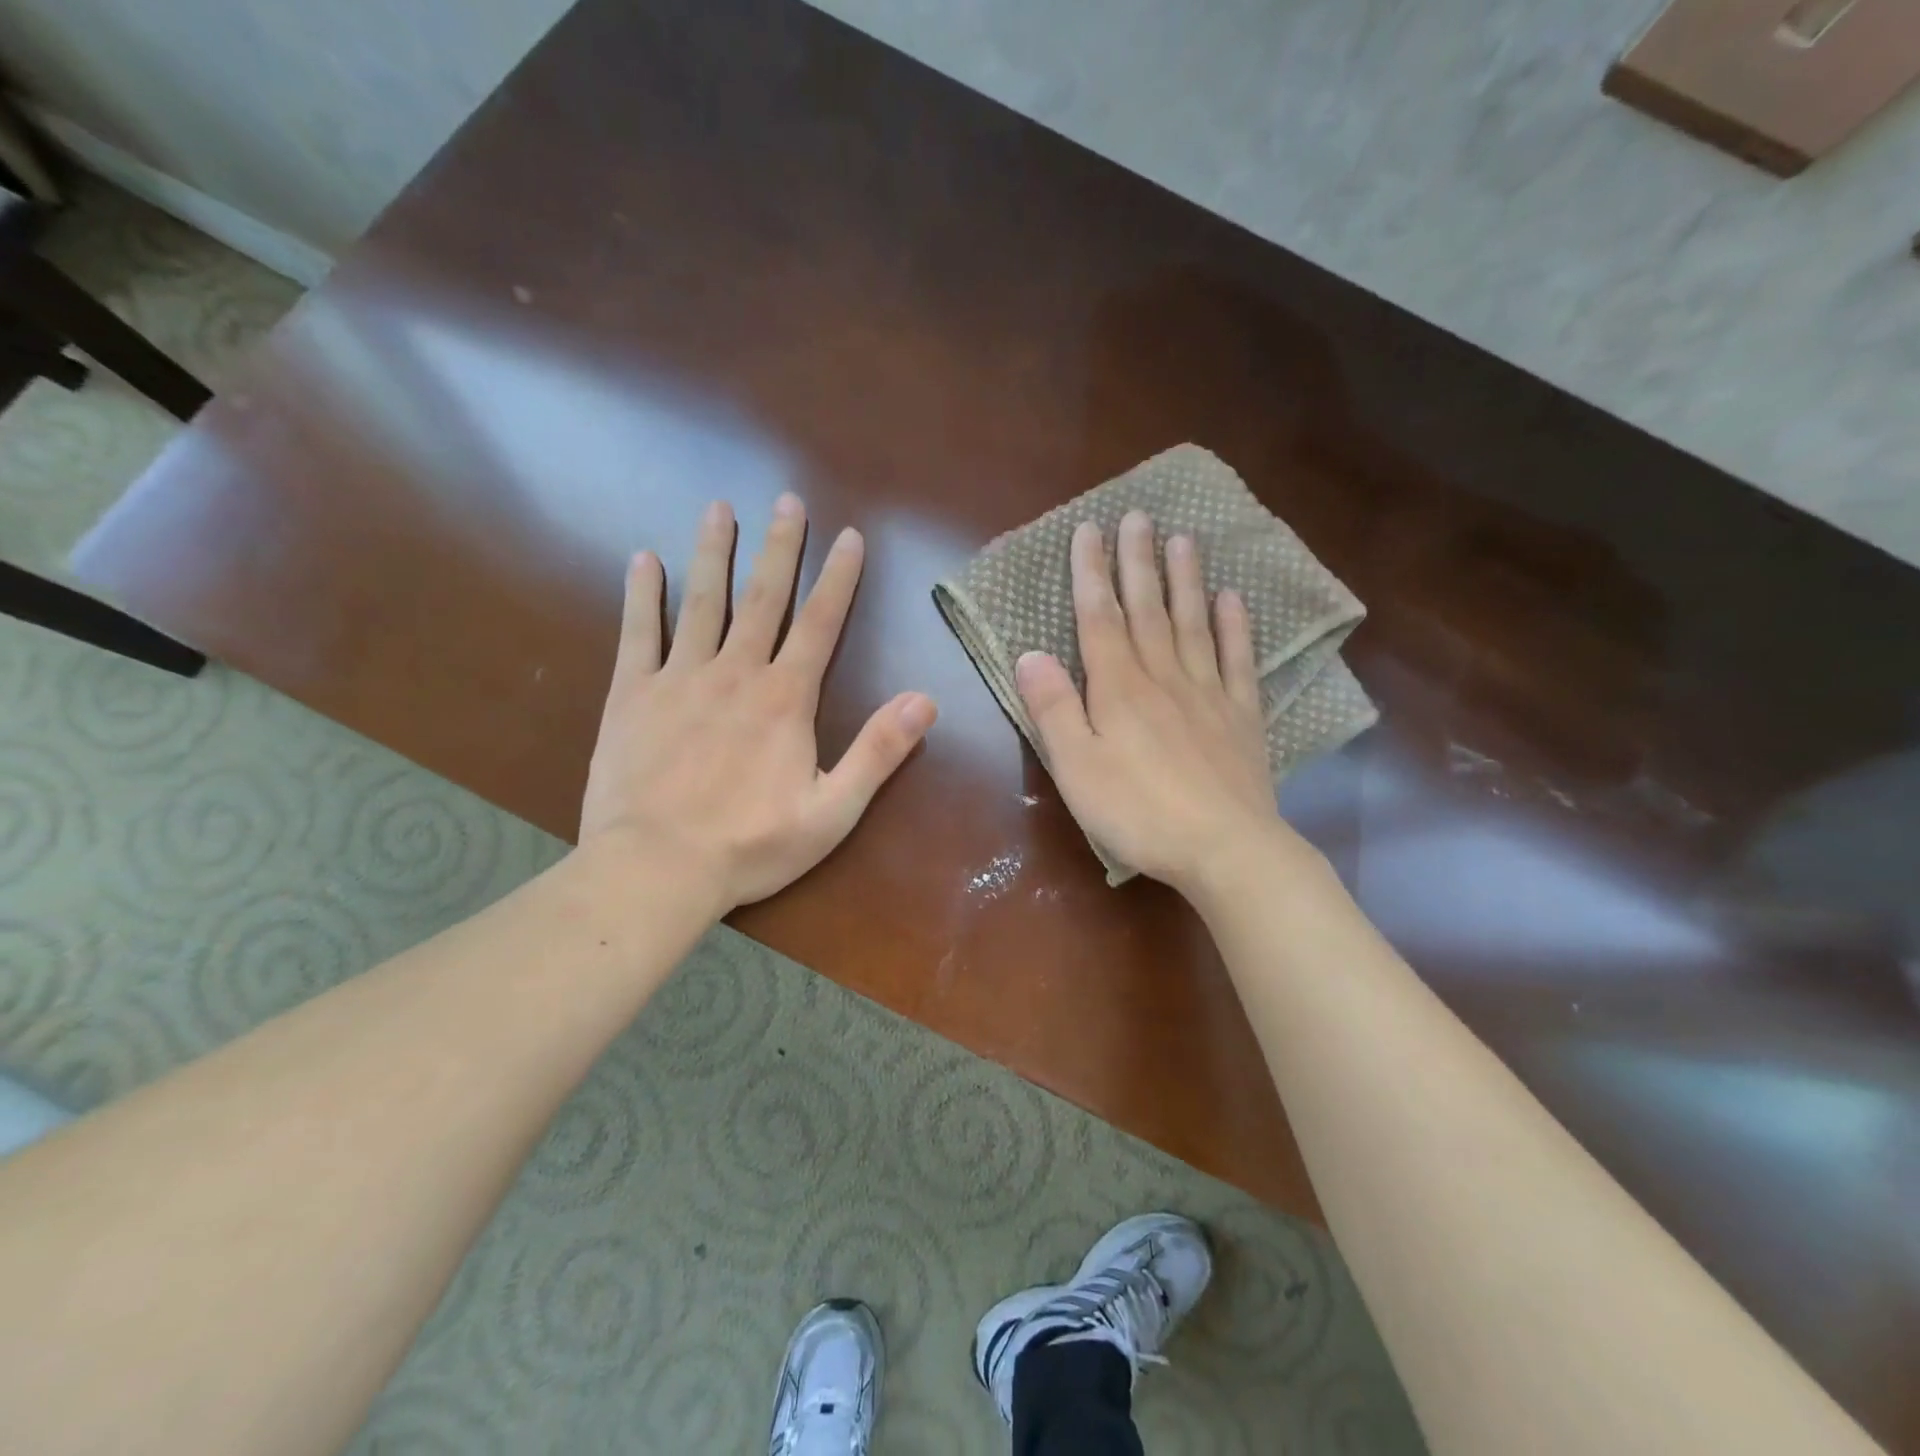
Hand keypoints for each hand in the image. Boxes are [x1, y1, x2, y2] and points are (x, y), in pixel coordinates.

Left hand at [579, 495, 936, 911]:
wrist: (655, 870)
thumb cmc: (751, 846)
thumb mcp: (832, 811)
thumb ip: (878, 752)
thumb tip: (925, 700)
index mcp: (785, 699)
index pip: (820, 624)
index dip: (838, 578)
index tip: (849, 535)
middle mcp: (735, 673)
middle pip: (762, 598)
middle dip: (779, 548)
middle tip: (787, 500)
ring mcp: (679, 679)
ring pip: (701, 602)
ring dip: (713, 553)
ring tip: (719, 508)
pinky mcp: (632, 696)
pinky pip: (638, 634)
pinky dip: (642, 595)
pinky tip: (643, 560)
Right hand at [1016, 511, 1287, 892]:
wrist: (1224, 848)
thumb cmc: (1137, 812)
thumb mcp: (1076, 768)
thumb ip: (1053, 709)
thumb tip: (1030, 654)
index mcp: (1118, 689)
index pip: (1100, 618)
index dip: (1091, 573)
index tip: (1089, 530)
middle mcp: (1163, 677)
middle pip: (1148, 609)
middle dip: (1137, 561)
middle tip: (1137, 516)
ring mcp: (1207, 693)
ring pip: (1193, 624)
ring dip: (1185, 580)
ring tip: (1183, 539)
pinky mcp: (1241, 717)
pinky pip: (1238, 660)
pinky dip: (1235, 627)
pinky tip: (1232, 600)